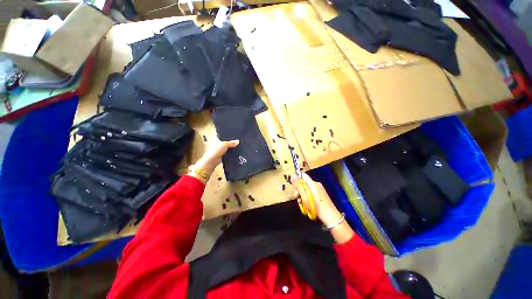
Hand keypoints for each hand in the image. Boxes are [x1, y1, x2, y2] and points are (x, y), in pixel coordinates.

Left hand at [194, 139, 239, 174]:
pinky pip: (227, 153)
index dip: (229, 136)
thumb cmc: (216, 150)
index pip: (223, 136)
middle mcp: (217, 144)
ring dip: (231, 148)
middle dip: (231, 143)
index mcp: (216, 139)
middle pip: (226, 142)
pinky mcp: (221, 156)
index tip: (235, 136)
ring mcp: (219, 150)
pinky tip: (236, 153)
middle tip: (238, 141)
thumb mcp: (225, 144)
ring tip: (238, 147)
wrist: (212, 161)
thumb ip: (231, 143)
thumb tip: (238, 141)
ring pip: (227, 148)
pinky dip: (231, 153)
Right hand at [291, 173, 341, 225]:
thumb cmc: (317, 207)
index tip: (294, 188)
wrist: (330, 217)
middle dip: (298, 190)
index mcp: (313, 183)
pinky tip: (306, 205)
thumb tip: (292, 176)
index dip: (297, 180)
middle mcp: (316, 185)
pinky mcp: (320, 196)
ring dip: (302, 195)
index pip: (303, 175)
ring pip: (306, 189)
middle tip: (297, 198)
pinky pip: (310, 194)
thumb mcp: (305, 196)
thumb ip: (299, 186)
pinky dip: (307, 198)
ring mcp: (319, 190)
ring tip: (302, 203)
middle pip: (303, 183)